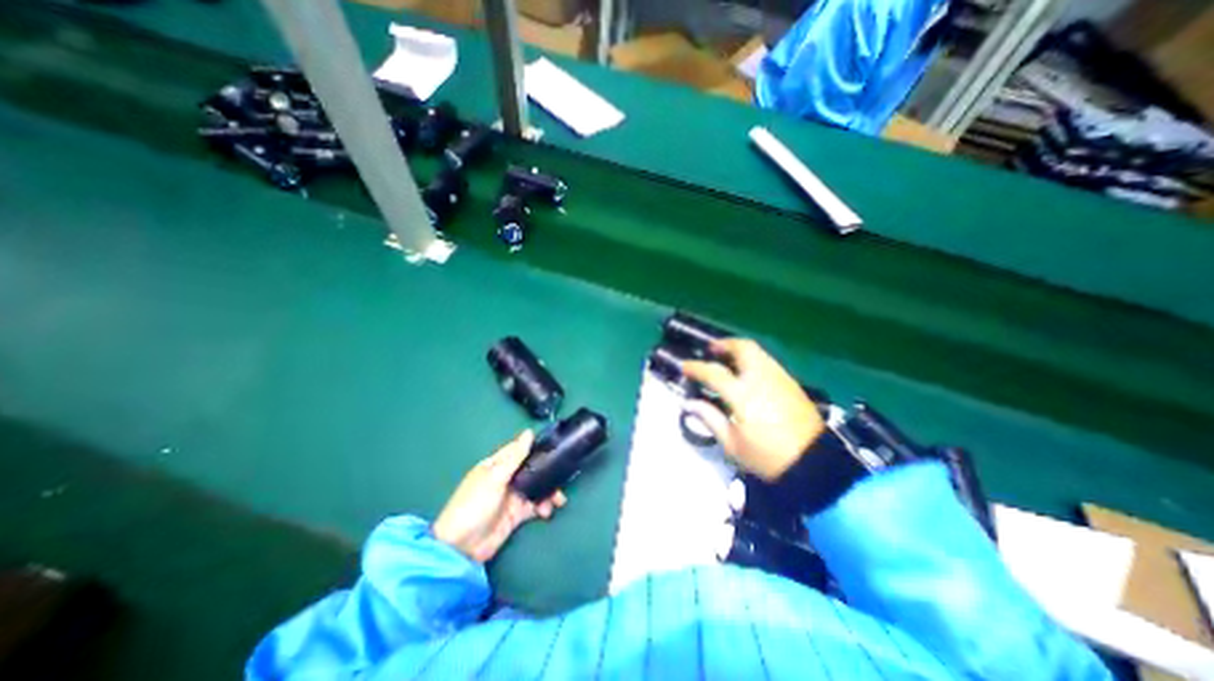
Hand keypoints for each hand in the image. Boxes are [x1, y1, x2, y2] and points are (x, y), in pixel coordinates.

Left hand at [438, 430, 568, 562]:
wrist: (462, 547)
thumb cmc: (474, 505)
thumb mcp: (495, 478)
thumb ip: (514, 457)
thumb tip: (529, 432)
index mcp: (497, 465)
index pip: (519, 449)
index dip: (536, 446)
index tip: (556, 444)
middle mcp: (506, 478)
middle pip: (532, 469)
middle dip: (548, 472)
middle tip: (563, 476)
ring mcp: (512, 496)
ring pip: (537, 487)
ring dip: (549, 491)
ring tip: (558, 500)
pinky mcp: (517, 513)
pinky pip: (535, 505)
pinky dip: (544, 506)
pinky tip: (547, 511)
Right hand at [682, 338, 823, 479]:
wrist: (814, 464)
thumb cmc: (768, 457)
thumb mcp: (732, 444)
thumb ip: (710, 418)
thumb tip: (690, 403)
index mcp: (743, 395)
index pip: (714, 372)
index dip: (696, 367)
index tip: (684, 366)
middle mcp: (761, 379)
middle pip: (742, 348)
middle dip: (724, 344)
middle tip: (711, 349)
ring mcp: (779, 378)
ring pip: (758, 352)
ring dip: (739, 350)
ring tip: (727, 358)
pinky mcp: (791, 384)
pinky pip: (768, 362)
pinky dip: (753, 359)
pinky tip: (747, 373)